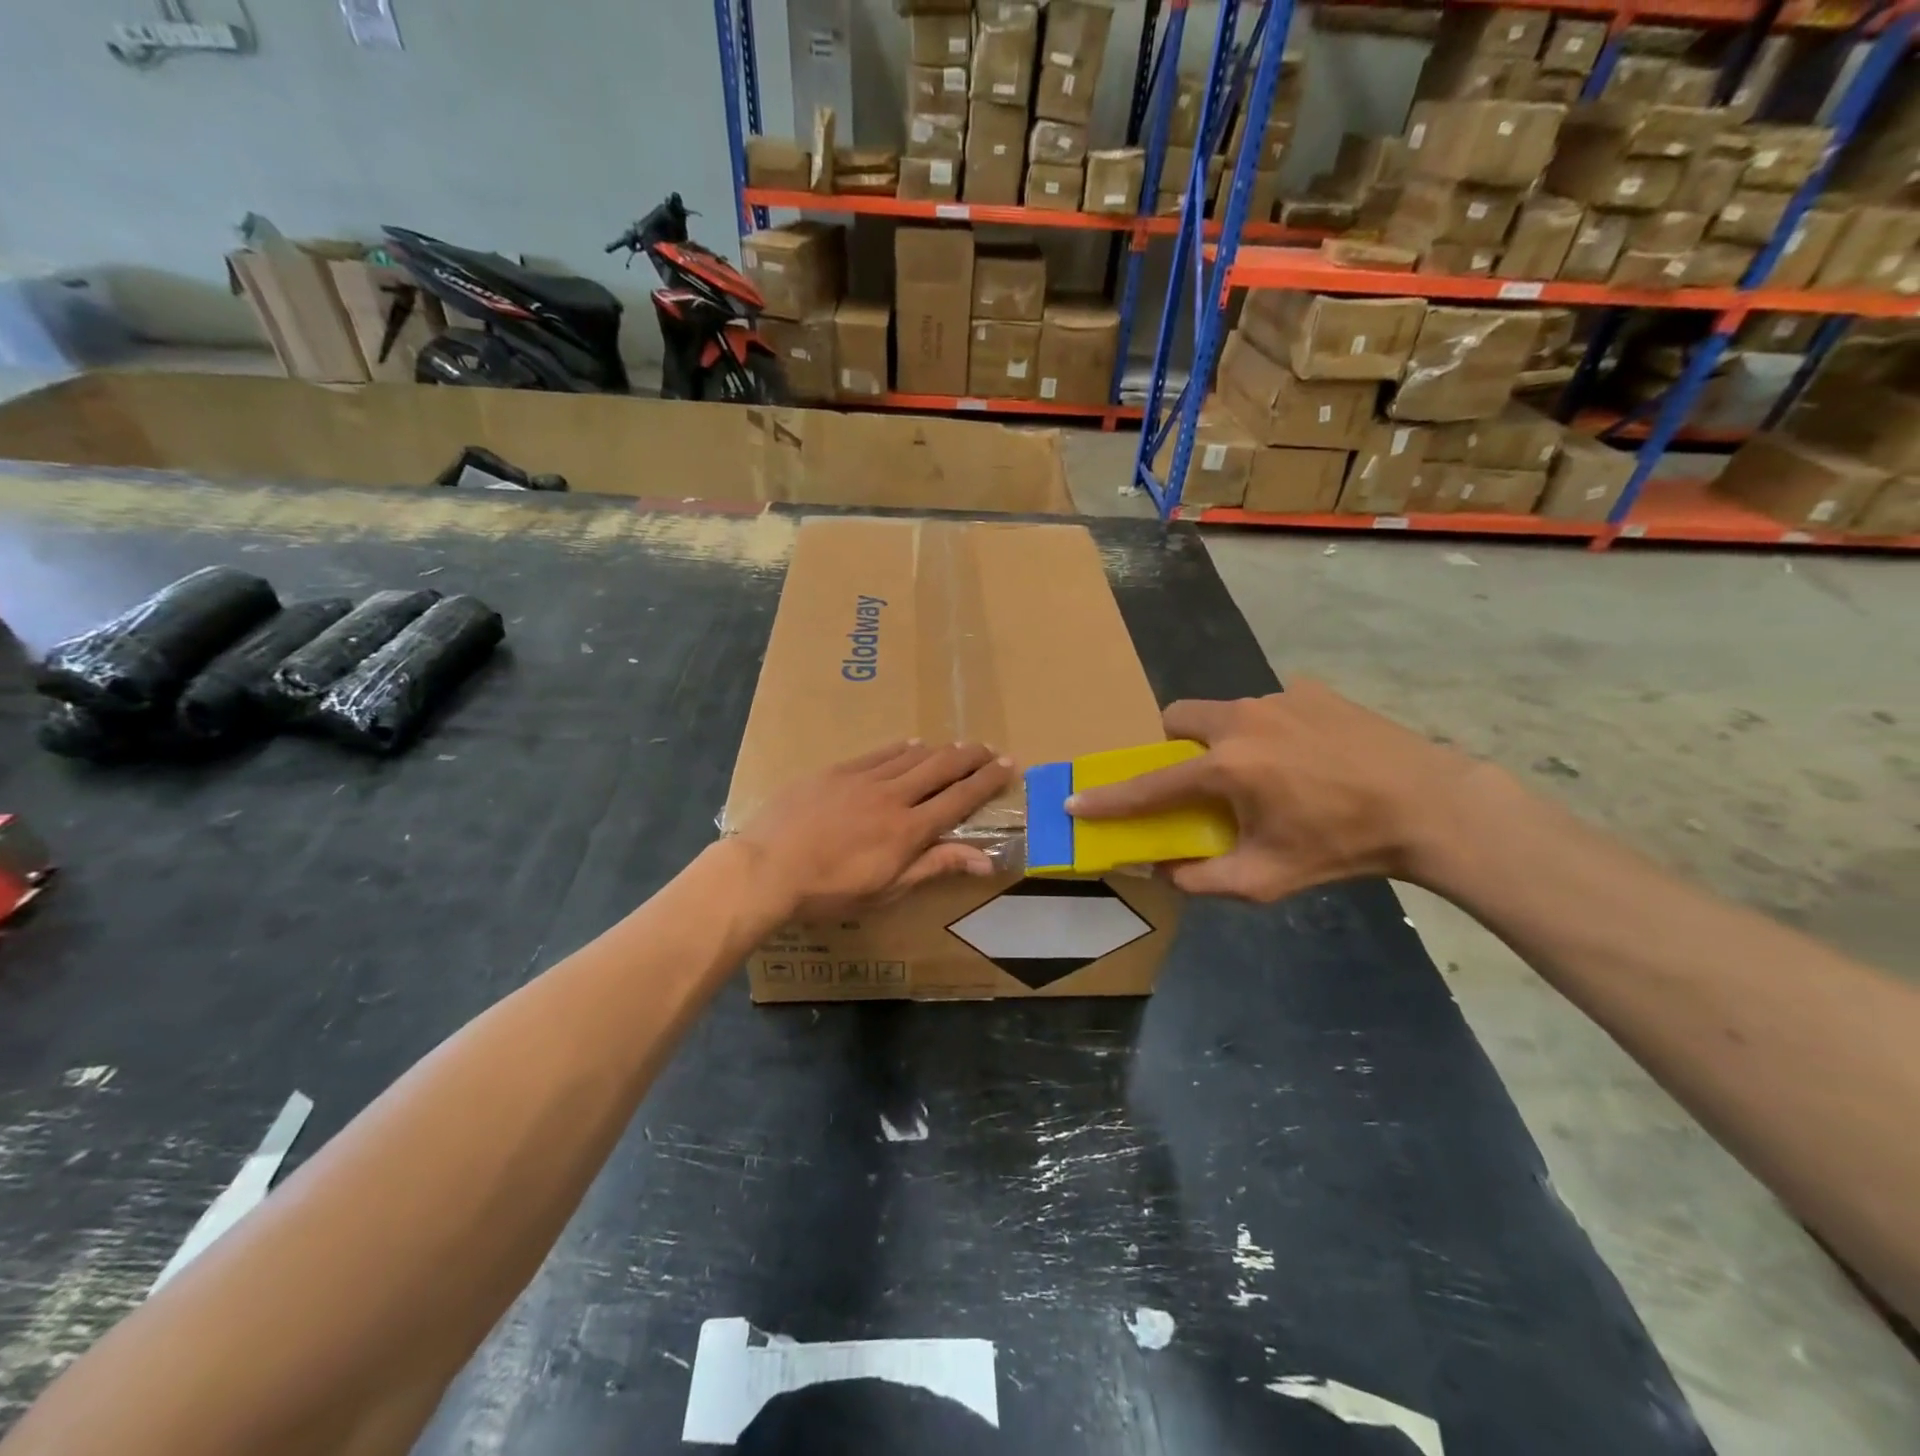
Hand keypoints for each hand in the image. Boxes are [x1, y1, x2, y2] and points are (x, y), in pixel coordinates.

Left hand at [737, 741, 1015, 920]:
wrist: (766, 868)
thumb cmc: (829, 890)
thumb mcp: (887, 889)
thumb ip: (935, 866)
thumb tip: (986, 859)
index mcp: (909, 829)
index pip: (959, 798)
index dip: (987, 781)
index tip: (1008, 765)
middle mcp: (893, 796)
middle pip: (941, 767)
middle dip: (971, 757)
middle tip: (990, 749)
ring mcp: (863, 779)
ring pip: (912, 756)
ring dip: (939, 750)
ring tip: (957, 746)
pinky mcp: (836, 771)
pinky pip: (878, 754)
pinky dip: (901, 748)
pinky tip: (911, 745)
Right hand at [1067, 681, 1474, 901]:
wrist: (1430, 805)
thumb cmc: (1344, 846)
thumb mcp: (1268, 879)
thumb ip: (1203, 879)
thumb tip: (1164, 870)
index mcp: (1226, 766)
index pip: (1150, 784)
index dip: (1110, 797)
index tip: (1075, 800)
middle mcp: (1242, 719)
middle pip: (1177, 718)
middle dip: (1170, 746)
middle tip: (1194, 779)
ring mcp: (1278, 697)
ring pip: (1224, 713)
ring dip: (1223, 741)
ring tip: (1264, 775)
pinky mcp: (1311, 690)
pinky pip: (1268, 708)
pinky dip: (1267, 732)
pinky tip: (1304, 759)